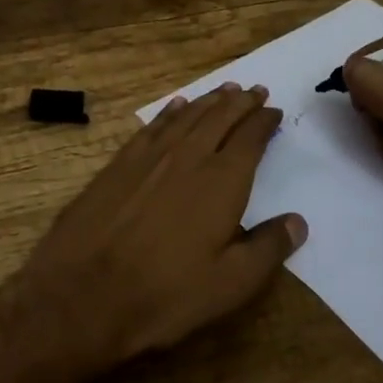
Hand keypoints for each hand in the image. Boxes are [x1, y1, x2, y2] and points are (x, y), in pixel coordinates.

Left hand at [14, 83, 306, 371]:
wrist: (83, 292)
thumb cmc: (165, 293)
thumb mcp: (229, 284)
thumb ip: (268, 249)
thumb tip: (298, 222)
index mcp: (222, 180)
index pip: (250, 139)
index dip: (264, 122)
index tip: (274, 111)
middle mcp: (189, 155)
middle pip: (220, 116)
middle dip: (241, 101)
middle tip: (255, 89)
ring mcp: (151, 155)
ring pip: (188, 115)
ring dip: (210, 100)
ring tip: (225, 89)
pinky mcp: (121, 161)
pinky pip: (154, 124)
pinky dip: (171, 111)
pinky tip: (177, 105)